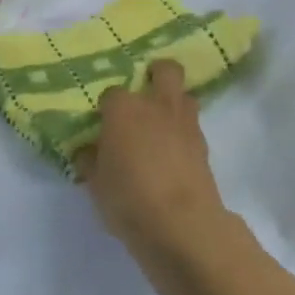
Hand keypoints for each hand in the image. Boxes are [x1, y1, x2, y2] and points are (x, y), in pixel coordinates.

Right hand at [77, 59, 229, 256]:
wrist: (180, 223)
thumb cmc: (128, 198)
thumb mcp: (96, 184)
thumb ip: (91, 161)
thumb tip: (89, 151)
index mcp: (123, 110)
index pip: (112, 93)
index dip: (107, 106)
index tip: (103, 122)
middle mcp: (156, 106)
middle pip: (165, 70)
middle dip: (156, 74)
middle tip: (145, 92)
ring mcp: (185, 124)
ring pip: (185, 95)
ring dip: (174, 102)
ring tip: (160, 123)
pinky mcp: (204, 146)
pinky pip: (192, 126)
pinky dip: (183, 132)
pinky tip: (172, 151)